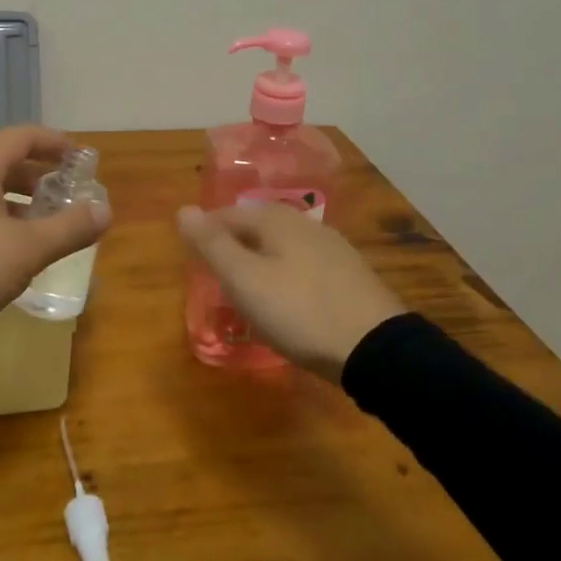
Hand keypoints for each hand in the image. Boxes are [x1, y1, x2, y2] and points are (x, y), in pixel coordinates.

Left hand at [0, 126, 111, 353]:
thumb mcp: (26, 251)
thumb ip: (69, 228)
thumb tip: (105, 211)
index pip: (21, 137)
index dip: (55, 143)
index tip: (81, 158)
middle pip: (3, 160)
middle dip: (40, 174)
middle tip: (68, 192)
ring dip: (20, 200)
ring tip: (47, 223)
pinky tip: (12, 249)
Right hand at [177, 203, 406, 381]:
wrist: (376, 349)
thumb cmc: (300, 312)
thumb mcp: (245, 280)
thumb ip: (213, 245)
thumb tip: (183, 210)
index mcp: (276, 220)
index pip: (226, 215)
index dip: (204, 234)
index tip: (191, 261)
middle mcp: (305, 224)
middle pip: (256, 228)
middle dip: (232, 247)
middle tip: (214, 277)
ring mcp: (332, 249)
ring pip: (281, 247)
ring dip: (259, 262)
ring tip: (245, 291)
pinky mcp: (349, 276)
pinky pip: (302, 266)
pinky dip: (284, 277)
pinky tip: (286, 301)